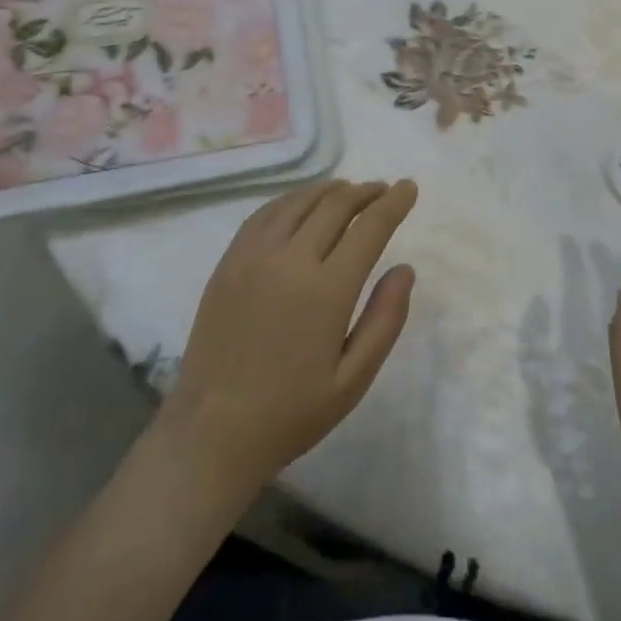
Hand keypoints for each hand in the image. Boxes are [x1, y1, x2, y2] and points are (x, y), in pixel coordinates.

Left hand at [158, 179, 417, 499]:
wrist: (211, 433)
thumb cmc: (291, 413)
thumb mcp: (353, 380)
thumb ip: (384, 320)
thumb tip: (405, 269)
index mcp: (326, 290)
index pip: (370, 227)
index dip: (393, 203)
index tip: (409, 187)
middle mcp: (290, 260)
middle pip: (335, 205)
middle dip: (365, 192)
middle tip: (383, 190)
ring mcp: (253, 257)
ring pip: (298, 202)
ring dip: (329, 190)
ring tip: (348, 191)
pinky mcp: (228, 263)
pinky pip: (264, 214)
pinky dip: (291, 200)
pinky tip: (300, 205)